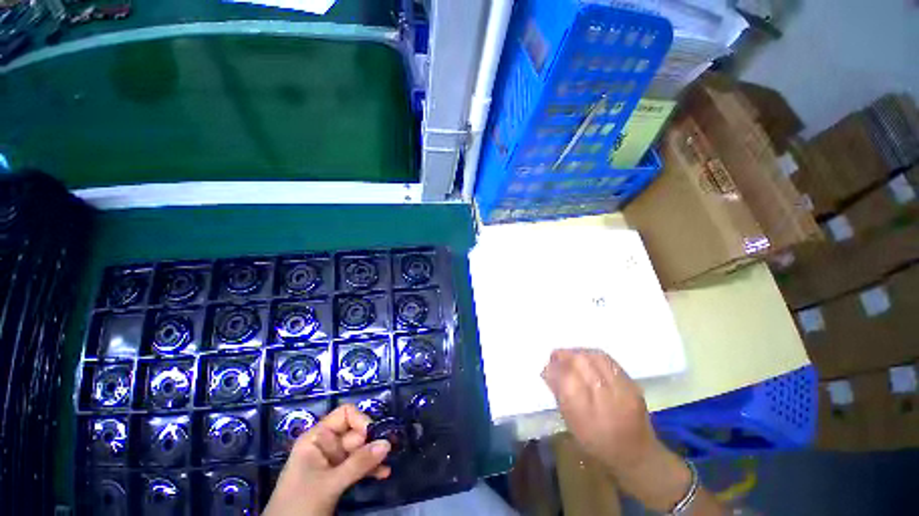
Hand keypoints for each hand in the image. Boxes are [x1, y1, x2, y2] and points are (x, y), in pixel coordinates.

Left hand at [264, 404, 391, 515]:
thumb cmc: (300, 504)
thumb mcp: (330, 483)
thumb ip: (358, 463)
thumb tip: (387, 443)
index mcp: (317, 438)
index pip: (345, 414)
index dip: (361, 422)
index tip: (372, 437)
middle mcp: (325, 445)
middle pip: (354, 433)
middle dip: (371, 442)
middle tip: (387, 452)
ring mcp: (330, 462)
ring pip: (358, 451)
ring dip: (373, 457)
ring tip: (388, 463)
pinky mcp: (335, 477)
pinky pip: (356, 466)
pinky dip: (368, 469)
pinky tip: (383, 474)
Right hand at [542, 349, 701, 512]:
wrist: (636, 454)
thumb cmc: (597, 443)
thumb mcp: (572, 424)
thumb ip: (559, 394)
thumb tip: (548, 369)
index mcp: (586, 415)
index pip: (567, 379)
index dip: (555, 368)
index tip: (547, 366)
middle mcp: (606, 400)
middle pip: (581, 363)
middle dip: (565, 355)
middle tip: (556, 357)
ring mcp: (622, 390)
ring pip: (596, 357)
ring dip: (578, 352)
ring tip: (570, 355)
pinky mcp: (632, 384)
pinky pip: (609, 360)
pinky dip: (593, 355)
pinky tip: (586, 357)